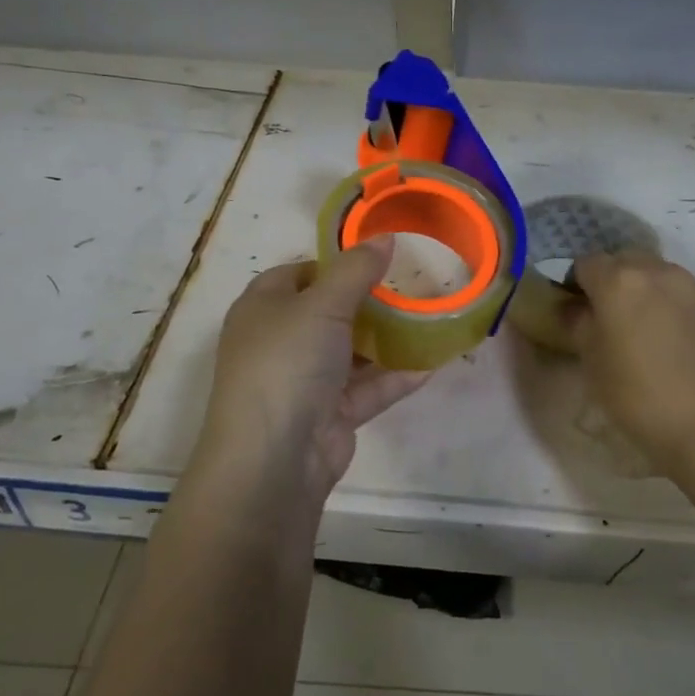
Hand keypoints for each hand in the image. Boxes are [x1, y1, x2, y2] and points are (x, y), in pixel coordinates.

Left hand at [191, 240, 431, 507]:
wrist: (274, 459)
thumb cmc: (288, 362)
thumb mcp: (323, 305)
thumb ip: (356, 270)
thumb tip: (384, 236)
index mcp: (263, 307)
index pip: (299, 274)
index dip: (334, 264)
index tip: (376, 260)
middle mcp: (279, 341)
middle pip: (327, 312)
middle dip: (367, 302)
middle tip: (408, 288)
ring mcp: (303, 380)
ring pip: (349, 352)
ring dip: (384, 341)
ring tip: (427, 320)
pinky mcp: (327, 415)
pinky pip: (366, 389)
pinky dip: (393, 377)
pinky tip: (430, 365)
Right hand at [563, 252, 694, 479]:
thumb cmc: (639, 398)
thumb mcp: (592, 364)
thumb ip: (578, 324)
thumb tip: (574, 307)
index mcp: (618, 281)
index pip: (586, 263)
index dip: (578, 284)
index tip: (580, 311)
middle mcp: (658, 271)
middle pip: (626, 261)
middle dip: (615, 281)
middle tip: (614, 320)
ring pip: (660, 274)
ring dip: (649, 291)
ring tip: (652, 331)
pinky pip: (690, 294)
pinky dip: (679, 307)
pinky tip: (683, 343)